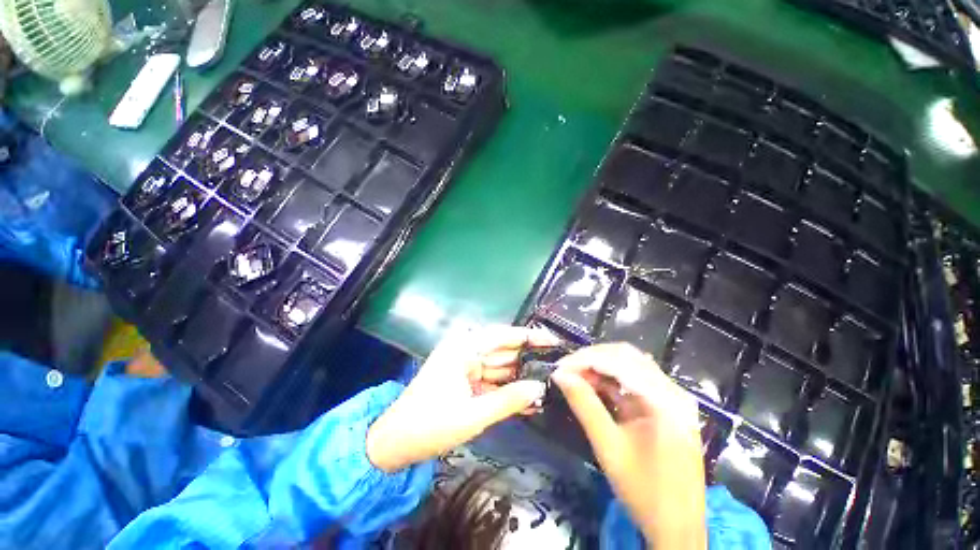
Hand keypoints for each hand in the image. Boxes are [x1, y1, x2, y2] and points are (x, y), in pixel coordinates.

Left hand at [366, 325, 560, 471]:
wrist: (394, 444)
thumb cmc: (430, 425)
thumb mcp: (473, 414)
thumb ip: (509, 400)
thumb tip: (540, 388)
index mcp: (464, 348)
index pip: (503, 335)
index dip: (530, 337)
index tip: (554, 342)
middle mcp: (466, 350)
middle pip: (504, 351)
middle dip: (529, 360)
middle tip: (558, 368)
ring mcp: (466, 366)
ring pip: (500, 368)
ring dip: (521, 379)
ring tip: (550, 386)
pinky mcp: (466, 381)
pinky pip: (492, 382)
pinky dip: (508, 391)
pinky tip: (530, 401)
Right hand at [551, 343, 706, 548]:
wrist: (678, 529)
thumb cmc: (644, 492)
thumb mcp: (609, 447)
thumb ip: (584, 405)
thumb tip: (560, 375)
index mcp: (665, 400)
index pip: (619, 362)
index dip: (585, 360)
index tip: (559, 368)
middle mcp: (673, 391)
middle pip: (627, 356)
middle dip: (592, 358)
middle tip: (566, 370)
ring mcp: (672, 397)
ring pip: (630, 364)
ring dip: (600, 366)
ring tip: (576, 376)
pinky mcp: (666, 405)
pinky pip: (635, 379)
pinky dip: (611, 378)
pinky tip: (594, 385)